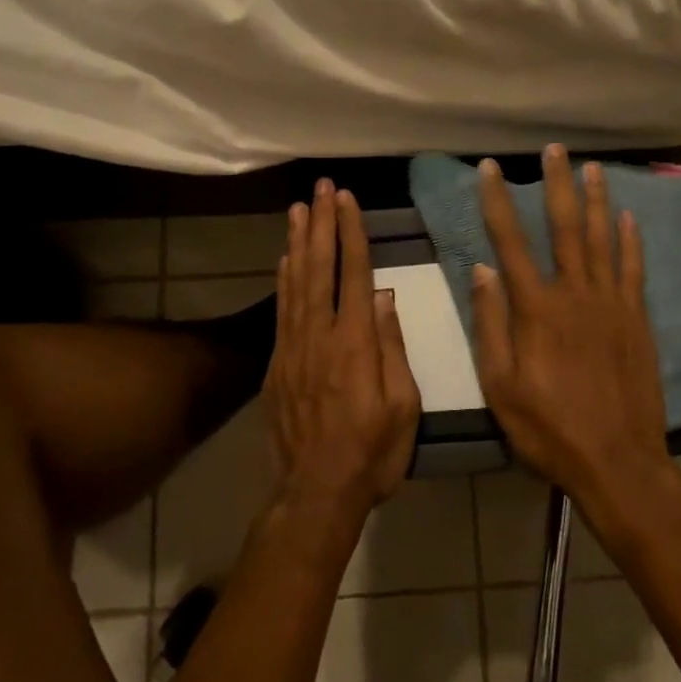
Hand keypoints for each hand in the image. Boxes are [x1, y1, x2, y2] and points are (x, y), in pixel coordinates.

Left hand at [264, 181, 420, 520]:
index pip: (353, 274)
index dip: (350, 233)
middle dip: (321, 224)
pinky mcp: (277, 364)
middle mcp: (319, 336)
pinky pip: (280, 311)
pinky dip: (282, 280)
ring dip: (298, 243)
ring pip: (294, 283)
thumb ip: (391, 346)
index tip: (346, 199)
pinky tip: (284, 260)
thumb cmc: (372, 452)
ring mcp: (293, 349)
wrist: (316, 493)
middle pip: (319, 268)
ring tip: (298, 209)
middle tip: (320, 188)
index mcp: (355, 343)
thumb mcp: (403, 405)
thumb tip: (382, 295)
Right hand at [471, 145, 672, 504]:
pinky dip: (631, 241)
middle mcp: (575, 294)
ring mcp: (612, 305)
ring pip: (603, 240)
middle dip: (556, 185)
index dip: (497, 201)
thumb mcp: (501, 386)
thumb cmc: (549, 429)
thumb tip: (481, 269)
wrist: (619, 462)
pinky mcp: (638, 320)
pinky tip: (629, 217)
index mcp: (537, 310)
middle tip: (554, 149)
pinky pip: (635, 270)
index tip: (490, 169)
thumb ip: (491, 325)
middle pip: (564, 228)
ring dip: (596, 200)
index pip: (511, 242)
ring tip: (592, 167)